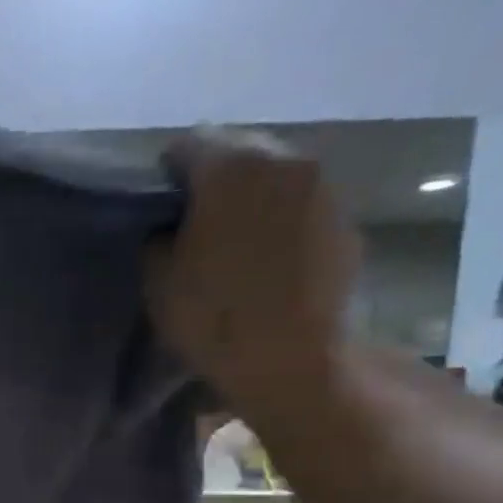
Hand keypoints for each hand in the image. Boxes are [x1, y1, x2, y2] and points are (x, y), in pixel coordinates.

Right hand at [148, 128, 360, 411]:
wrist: (293, 359)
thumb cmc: (213, 318)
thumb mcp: (159, 281)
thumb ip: (159, 237)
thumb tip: (171, 225)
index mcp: (230, 168)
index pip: (188, 143)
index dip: (167, 172)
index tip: (159, 205)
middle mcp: (283, 160)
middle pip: (239, 148)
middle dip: (214, 175)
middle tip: (195, 218)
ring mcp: (322, 186)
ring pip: (274, 172)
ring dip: (251, 194)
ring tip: (234, 237)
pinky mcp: (344, 217)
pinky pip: (301, 201)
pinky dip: (281, 216)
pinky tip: (267, 255)